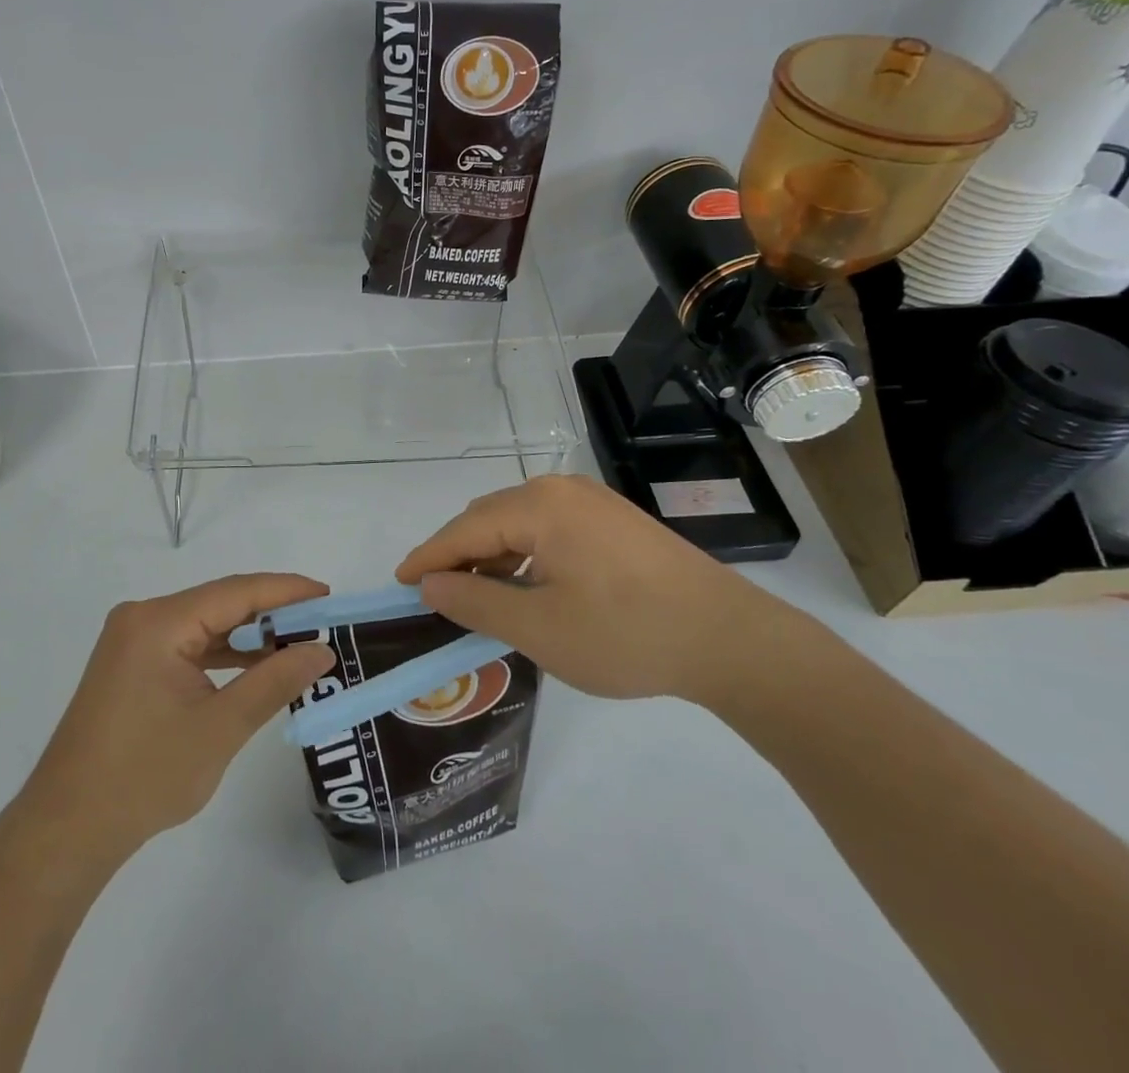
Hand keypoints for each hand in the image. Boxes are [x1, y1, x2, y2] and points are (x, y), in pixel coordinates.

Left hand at [7, 575, 336, 865]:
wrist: (67, 830)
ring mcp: (133, 641)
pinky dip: (222, 654)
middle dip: (271, 613)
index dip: (286, 591)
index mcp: (158, 622)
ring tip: (297, 645)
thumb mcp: (220, 728)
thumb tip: (322, 651)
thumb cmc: (144, 777)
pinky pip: (187, 645)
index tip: (329, 596)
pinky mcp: (131, 665)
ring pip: (204, 624)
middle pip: (219, 603)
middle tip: (322, 624)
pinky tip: (254, 666)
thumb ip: (274, 682)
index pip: (235, 592)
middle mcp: (143, 618)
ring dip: (247, 636)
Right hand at [395, 474, 779, 702]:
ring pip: (519, 523)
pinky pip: (549, 529)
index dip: (428, 558)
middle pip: (488, 519)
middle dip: (458, 556)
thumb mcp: (538, 628)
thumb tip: (431, 586)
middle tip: (436, 597)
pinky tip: (527, 587)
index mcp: (538, 506)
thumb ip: (475, 603)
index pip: (464, 530)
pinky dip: (525, 555)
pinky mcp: (613, 520)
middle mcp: (560, 489)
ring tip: (478, 598)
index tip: (398, 583)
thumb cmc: (625, 634)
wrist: (729, 639)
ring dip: (492, 557)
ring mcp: (591, 502)